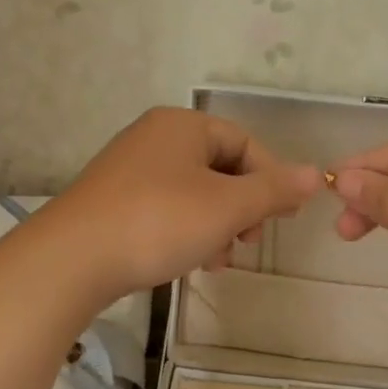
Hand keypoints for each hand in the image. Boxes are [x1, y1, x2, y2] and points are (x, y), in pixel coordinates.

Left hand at [34, 108, 320, 306]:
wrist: (72, 259)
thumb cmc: (159, 222)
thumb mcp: (227, 207)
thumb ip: (273, 190)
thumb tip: (315, 174)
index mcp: (183, 126)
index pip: (245, 143)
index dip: (271, 179)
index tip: (283, 218)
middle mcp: (154, 138)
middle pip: (219, 168)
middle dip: (242, 208)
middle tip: (248, 242)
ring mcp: (129, 169)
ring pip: (193, 193)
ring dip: (216, 226)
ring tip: (218, 261)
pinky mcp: (113, 201)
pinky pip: (165, 209)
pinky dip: (186, 231)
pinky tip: (189, 262)